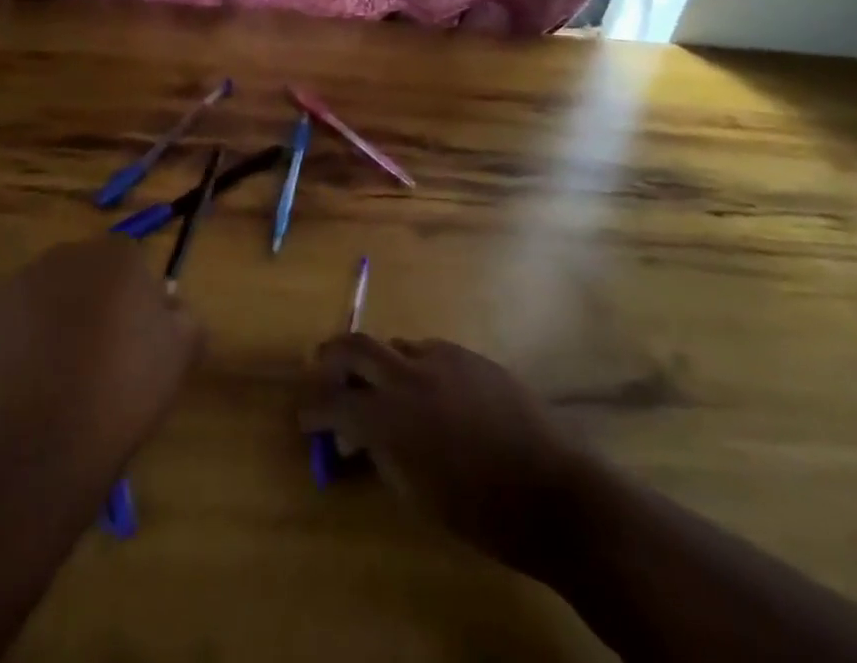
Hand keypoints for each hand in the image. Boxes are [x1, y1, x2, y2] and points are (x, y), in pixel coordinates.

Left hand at [0, 238, 199, 478]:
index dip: (133, 304)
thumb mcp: (181, 355)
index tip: (133, 344)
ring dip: (51, 322)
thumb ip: (184, 318)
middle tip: (95, 359)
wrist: (38, 444)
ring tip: (54, 380)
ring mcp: (18, 282)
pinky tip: (22, 387)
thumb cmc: (121, 392)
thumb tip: (170, 308)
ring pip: (44, 296)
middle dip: (90, 306)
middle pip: (85, 275)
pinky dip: (14, 346)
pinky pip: (7, 324)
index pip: (131, 266)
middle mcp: (67, 255)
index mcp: (119, 256)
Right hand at [299, 336, 586, 580]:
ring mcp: (442, 358)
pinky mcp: (469, 355)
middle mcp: (409, 375)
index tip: (304, 415)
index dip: (313, 407)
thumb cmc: (480, 511)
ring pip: (395, 347)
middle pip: (355, 346)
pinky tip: (428, 392)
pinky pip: (429, 352)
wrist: (553, 489)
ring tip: (381, 389)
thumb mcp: (416, 493)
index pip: (334, 401)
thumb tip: (355, 437)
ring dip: (379, 364)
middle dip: (331, 356)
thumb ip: (380, 454)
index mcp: (391, 417)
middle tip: (320, 367)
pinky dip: (414, 367)